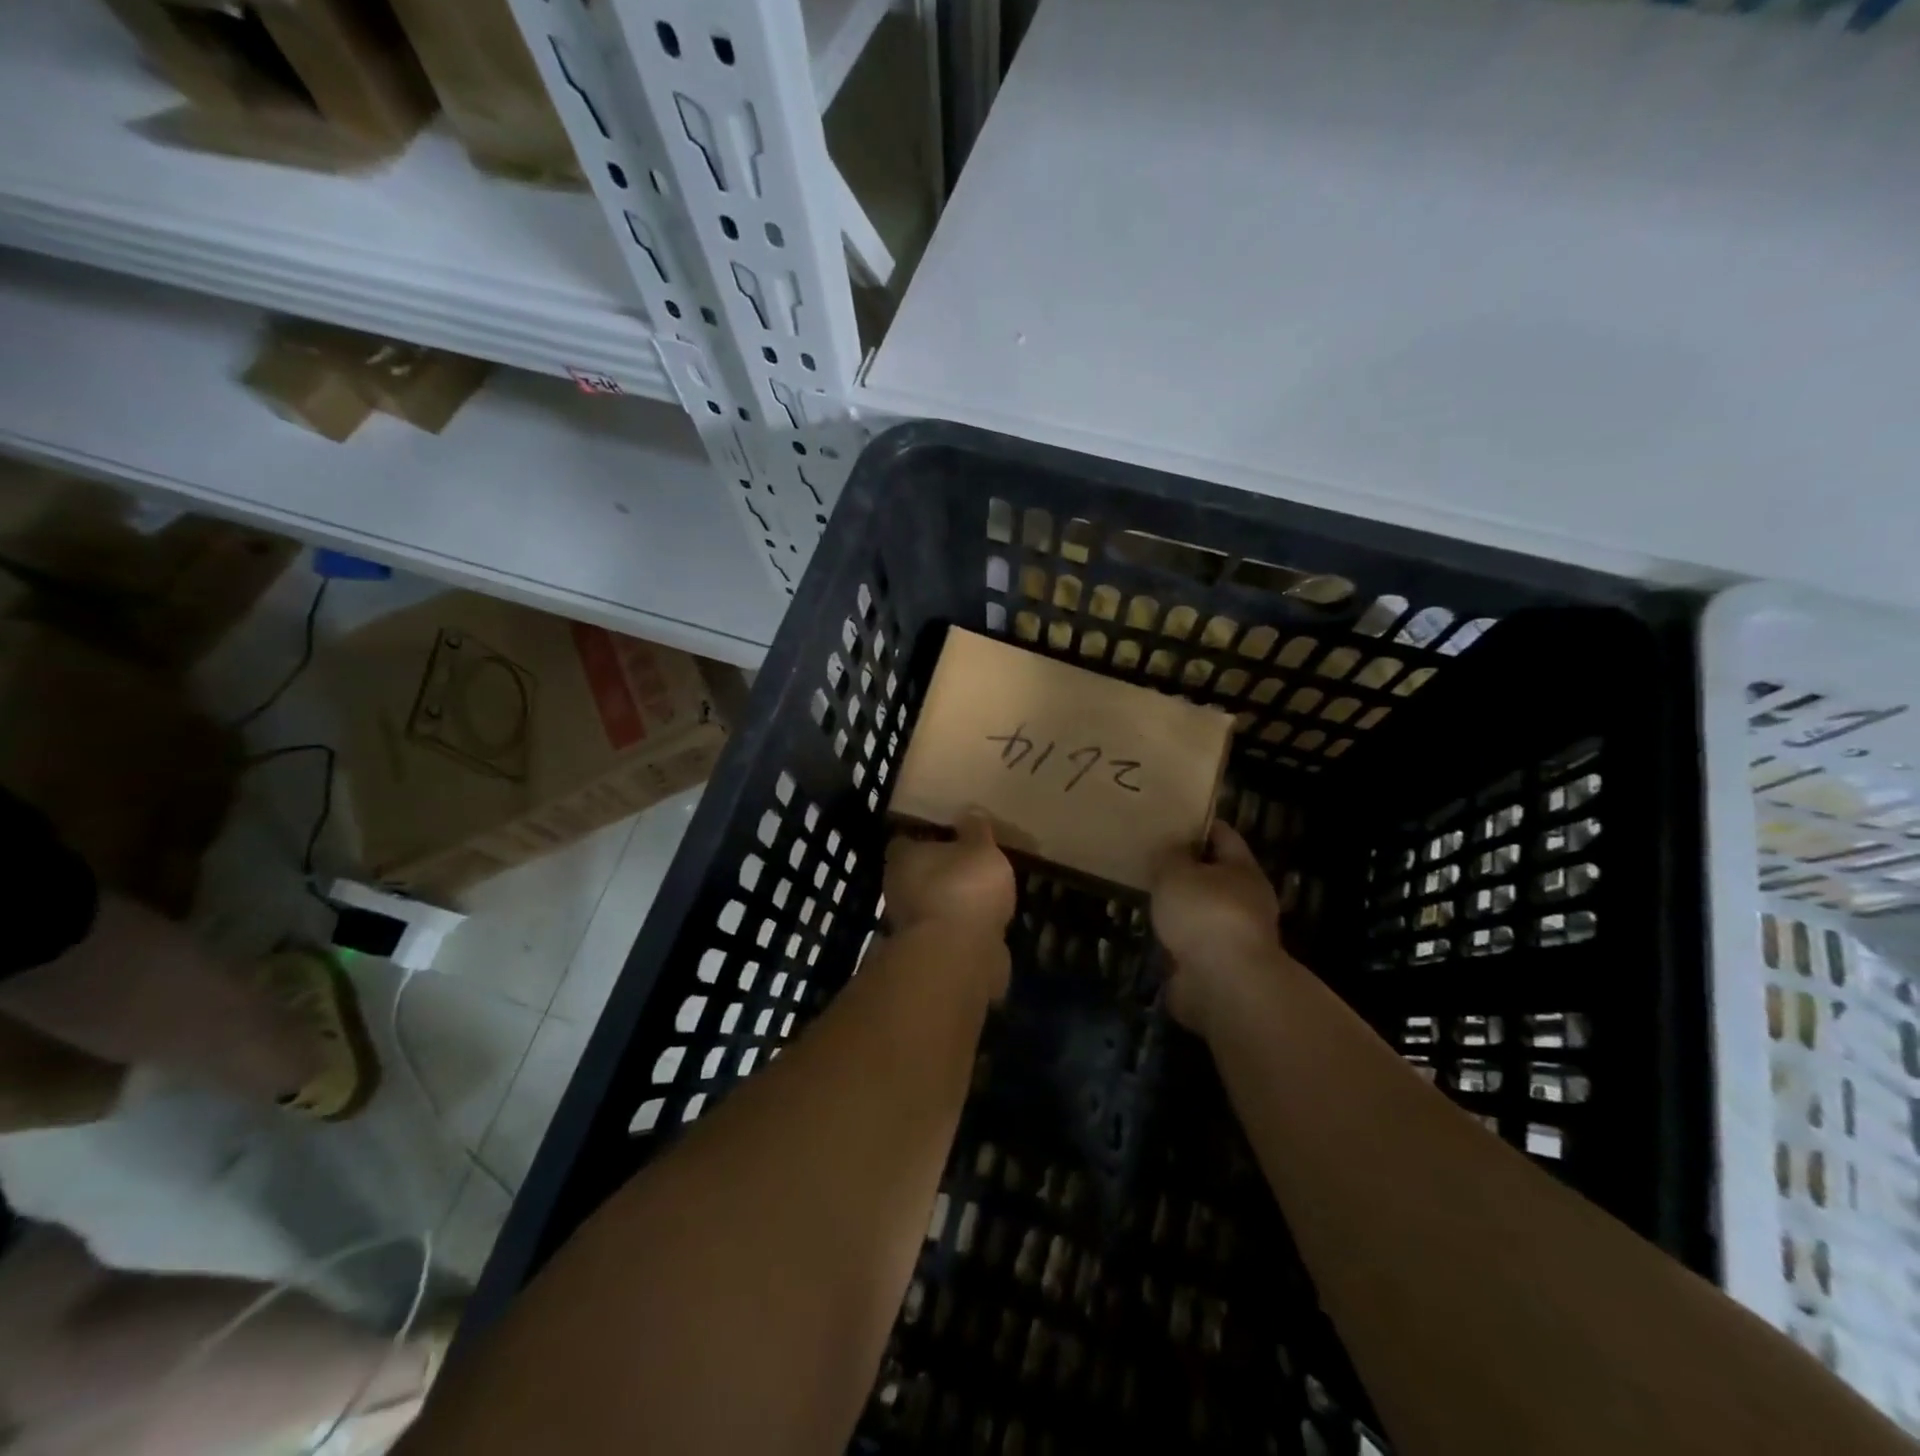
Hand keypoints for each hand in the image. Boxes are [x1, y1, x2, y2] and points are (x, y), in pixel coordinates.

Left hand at [884, 814, 1016, 939]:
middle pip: (915, 874)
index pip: (905, 840)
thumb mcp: (981, 849)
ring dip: (948, 901)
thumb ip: (976, 831)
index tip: (945, 833)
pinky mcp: (927, 952)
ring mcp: (910, 924)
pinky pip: (945, 931)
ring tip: (979, 895)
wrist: (959, 956)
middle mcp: (897, 888)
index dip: (923, 836)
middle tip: (966, 863)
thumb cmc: (965, 888)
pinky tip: (982, 924)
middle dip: (937, 871)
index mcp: (903, 857)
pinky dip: (959, 927)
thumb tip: (969, 811)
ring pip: (929, 904)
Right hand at [1151, 823, 1292, 1034]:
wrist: (1224, 985)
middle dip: (1186, 869)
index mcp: (1243, 870)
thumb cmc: (1205, 914)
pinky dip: (1175, 938)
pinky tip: (1151, 932)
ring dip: (1180, 908)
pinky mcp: (1218, 967)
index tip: (1170, 820)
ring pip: (1202, 912)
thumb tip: (1172, 848)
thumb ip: (1170, 855)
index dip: (1198, 826)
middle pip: (1214, 875)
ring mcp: (1234, 937)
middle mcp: (1246, 901)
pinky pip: (1192, 943)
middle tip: (1151, 859)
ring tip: (1146, 896)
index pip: (1223, 835)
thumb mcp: (1176, 872)